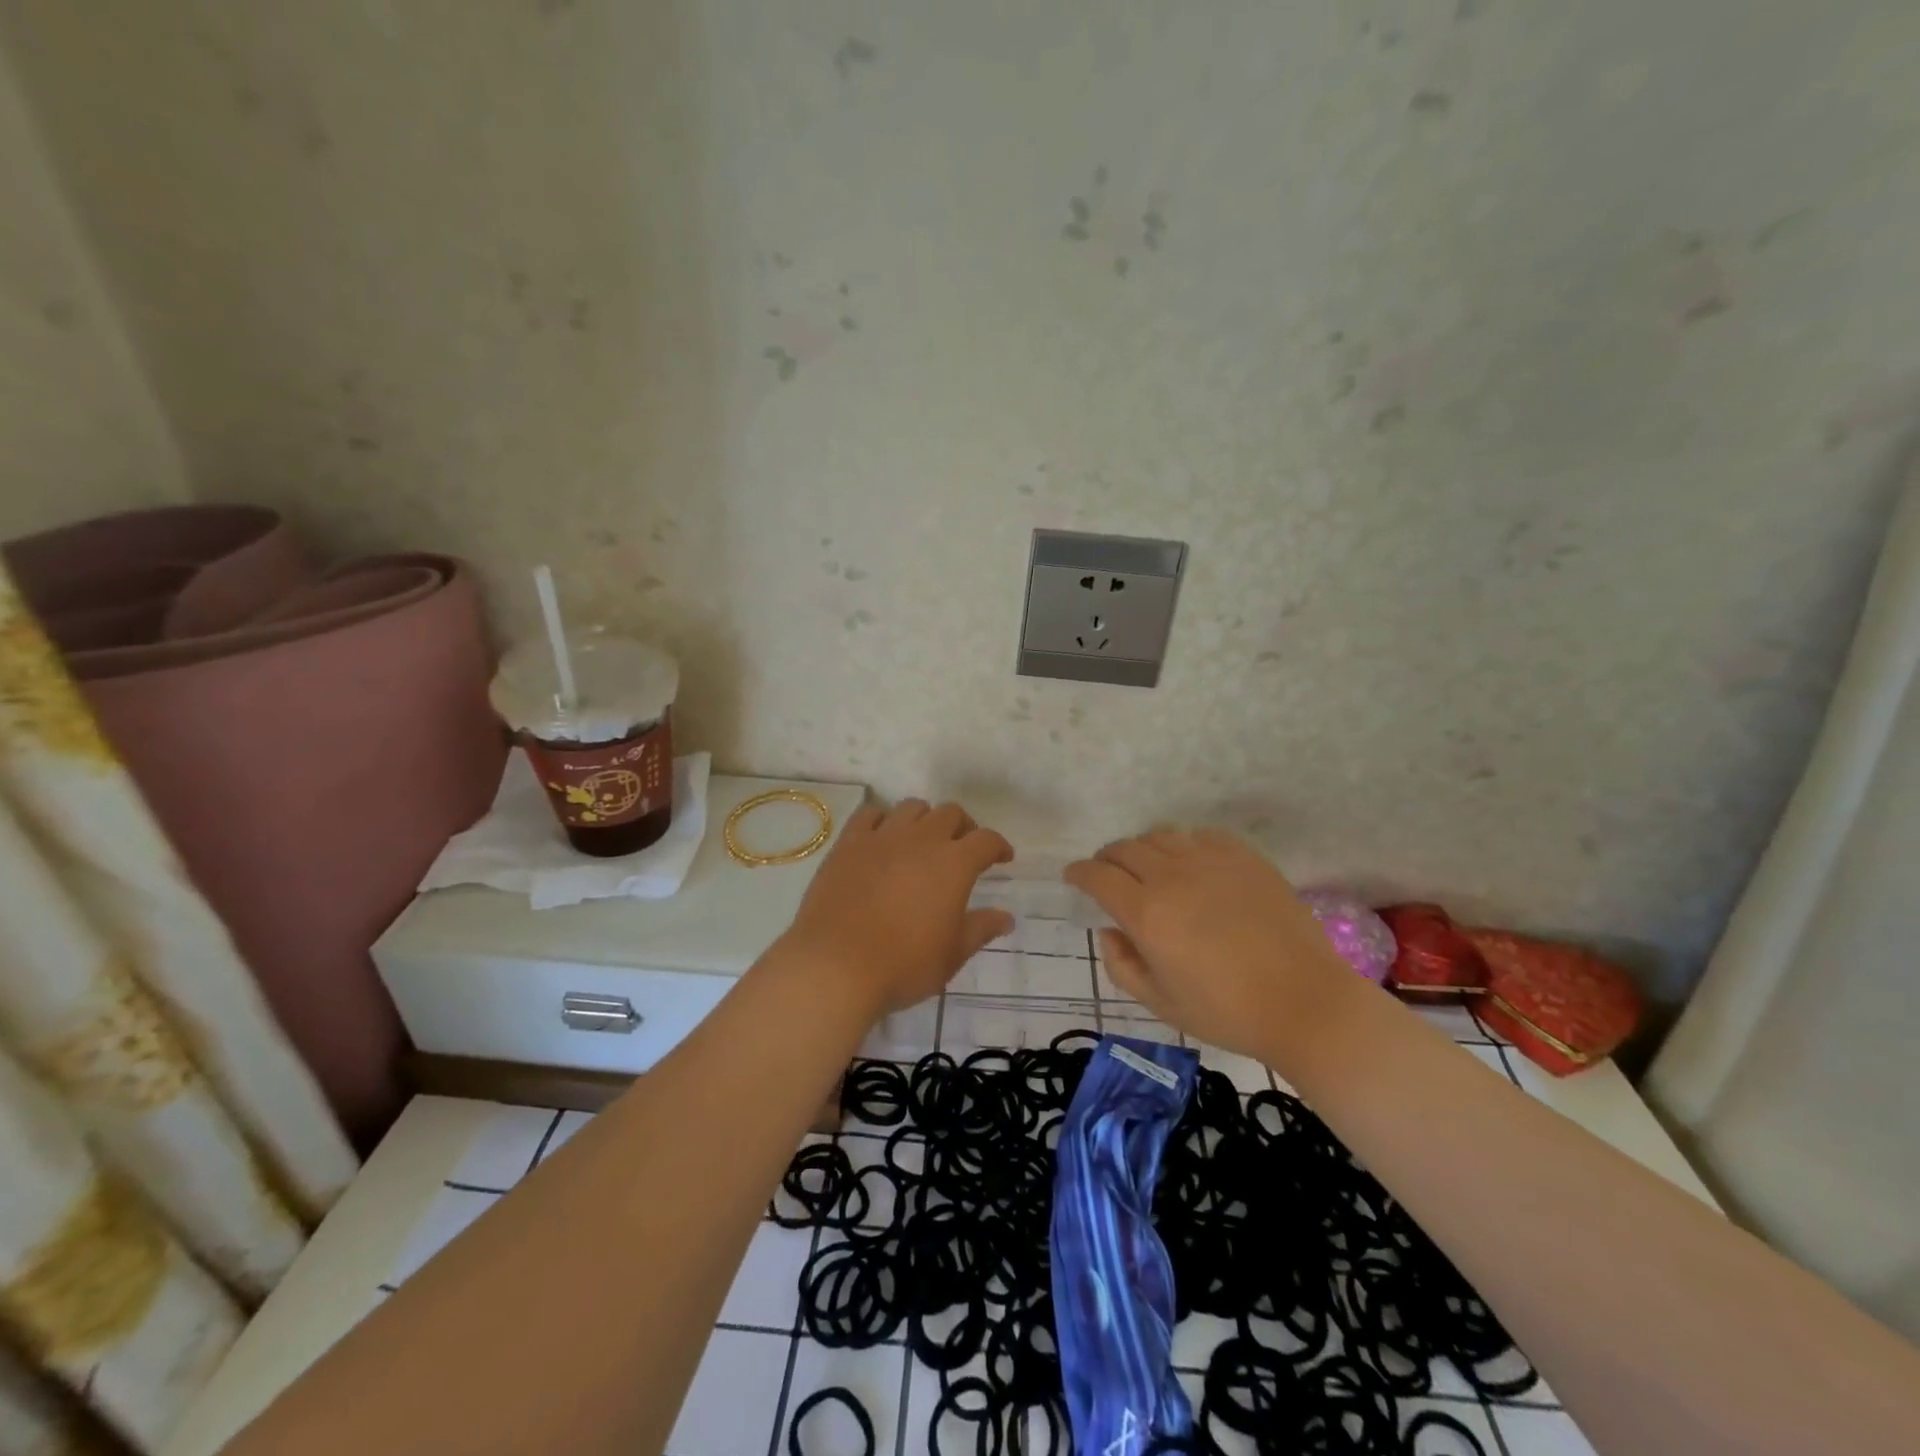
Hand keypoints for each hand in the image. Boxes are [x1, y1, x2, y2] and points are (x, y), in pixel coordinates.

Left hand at [780, 800, 1013, 1017]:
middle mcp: (921, 839)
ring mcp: (882, 837)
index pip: (986, 840)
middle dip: (963, 827)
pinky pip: (870, 815)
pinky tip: (882, 839)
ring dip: (925, 819)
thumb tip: (1006, 917)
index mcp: (954, 863)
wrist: (835, 966)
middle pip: (950, 813)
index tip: (1002, 857)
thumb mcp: (952, 954)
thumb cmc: (903, 964)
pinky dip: (883, 821)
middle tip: (962, 848)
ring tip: (922, 841)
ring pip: (911, 807)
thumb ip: (981, 929)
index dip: (998, 846)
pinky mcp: (848, 844)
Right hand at [1064, 828, 1353, 1063]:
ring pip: (1160, 836)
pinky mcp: (1244, 857)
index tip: (1073, 877)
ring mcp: (1211, 861)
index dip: (1079, 872)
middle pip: (1125, 849)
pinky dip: (1183, 844)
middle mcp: (1172, 877)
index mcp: (1147, 913)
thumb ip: (1122, 965)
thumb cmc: (1227, 1012)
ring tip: (1147, 867)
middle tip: (1107, 873)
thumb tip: (1109, 931)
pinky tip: (1190, 863)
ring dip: (1143, 848)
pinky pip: (1200, 835)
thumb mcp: (1161, 1003)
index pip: (1098, 875)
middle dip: (1107, 858)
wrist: (1305, 1002)